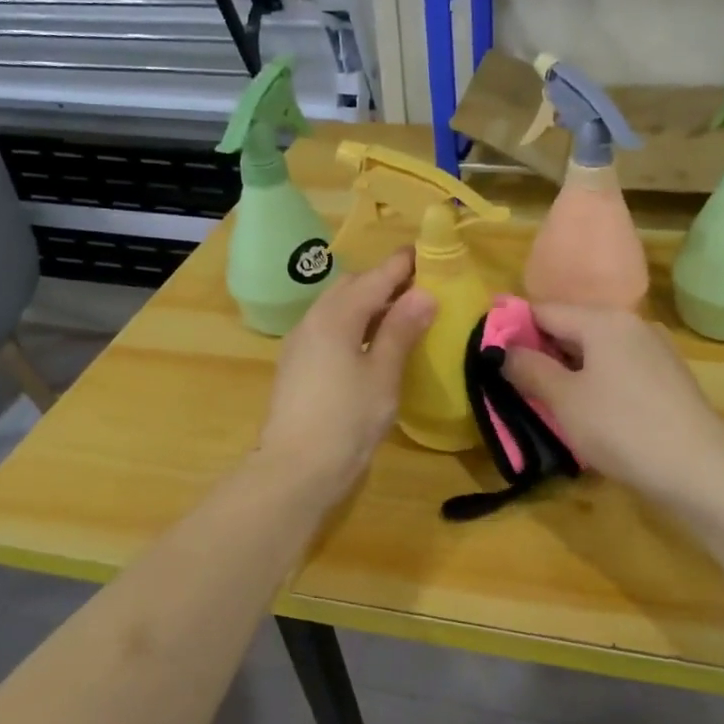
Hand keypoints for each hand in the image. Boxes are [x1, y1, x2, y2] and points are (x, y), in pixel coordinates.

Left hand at [256, 249, 436, 502]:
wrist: (296, 470)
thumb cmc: (347, 419)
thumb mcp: (383, 374)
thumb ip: (401, 330)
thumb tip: (423, 293)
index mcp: (335, 316)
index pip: (374, 277)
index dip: (401, 265)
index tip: (427, 253)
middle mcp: (313, 321)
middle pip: (351, 288)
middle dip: (383, 282)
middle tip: (419, 288)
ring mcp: (301, 344)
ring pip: (338, 308)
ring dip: (368, 304)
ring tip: (402, 315)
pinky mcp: (298, 366)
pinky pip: (330, 330)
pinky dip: (354, 325)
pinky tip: (373, 344)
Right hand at [502, 305, 723, 501]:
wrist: (700, 469)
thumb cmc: (622, 427)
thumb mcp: (565, 400)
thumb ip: (530, 369)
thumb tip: (504, 350)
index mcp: (604, 320)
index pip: (544, 310)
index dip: (514, 329)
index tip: (491, 357)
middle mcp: (631, 325)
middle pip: (572, 328)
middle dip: (541, 353)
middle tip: (515, 385)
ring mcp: (654, 351)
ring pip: (596, 351)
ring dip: (568, 371)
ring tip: (547, 402)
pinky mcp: (667, 379)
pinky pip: (618, 369)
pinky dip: (596, 383)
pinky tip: (589, 413)